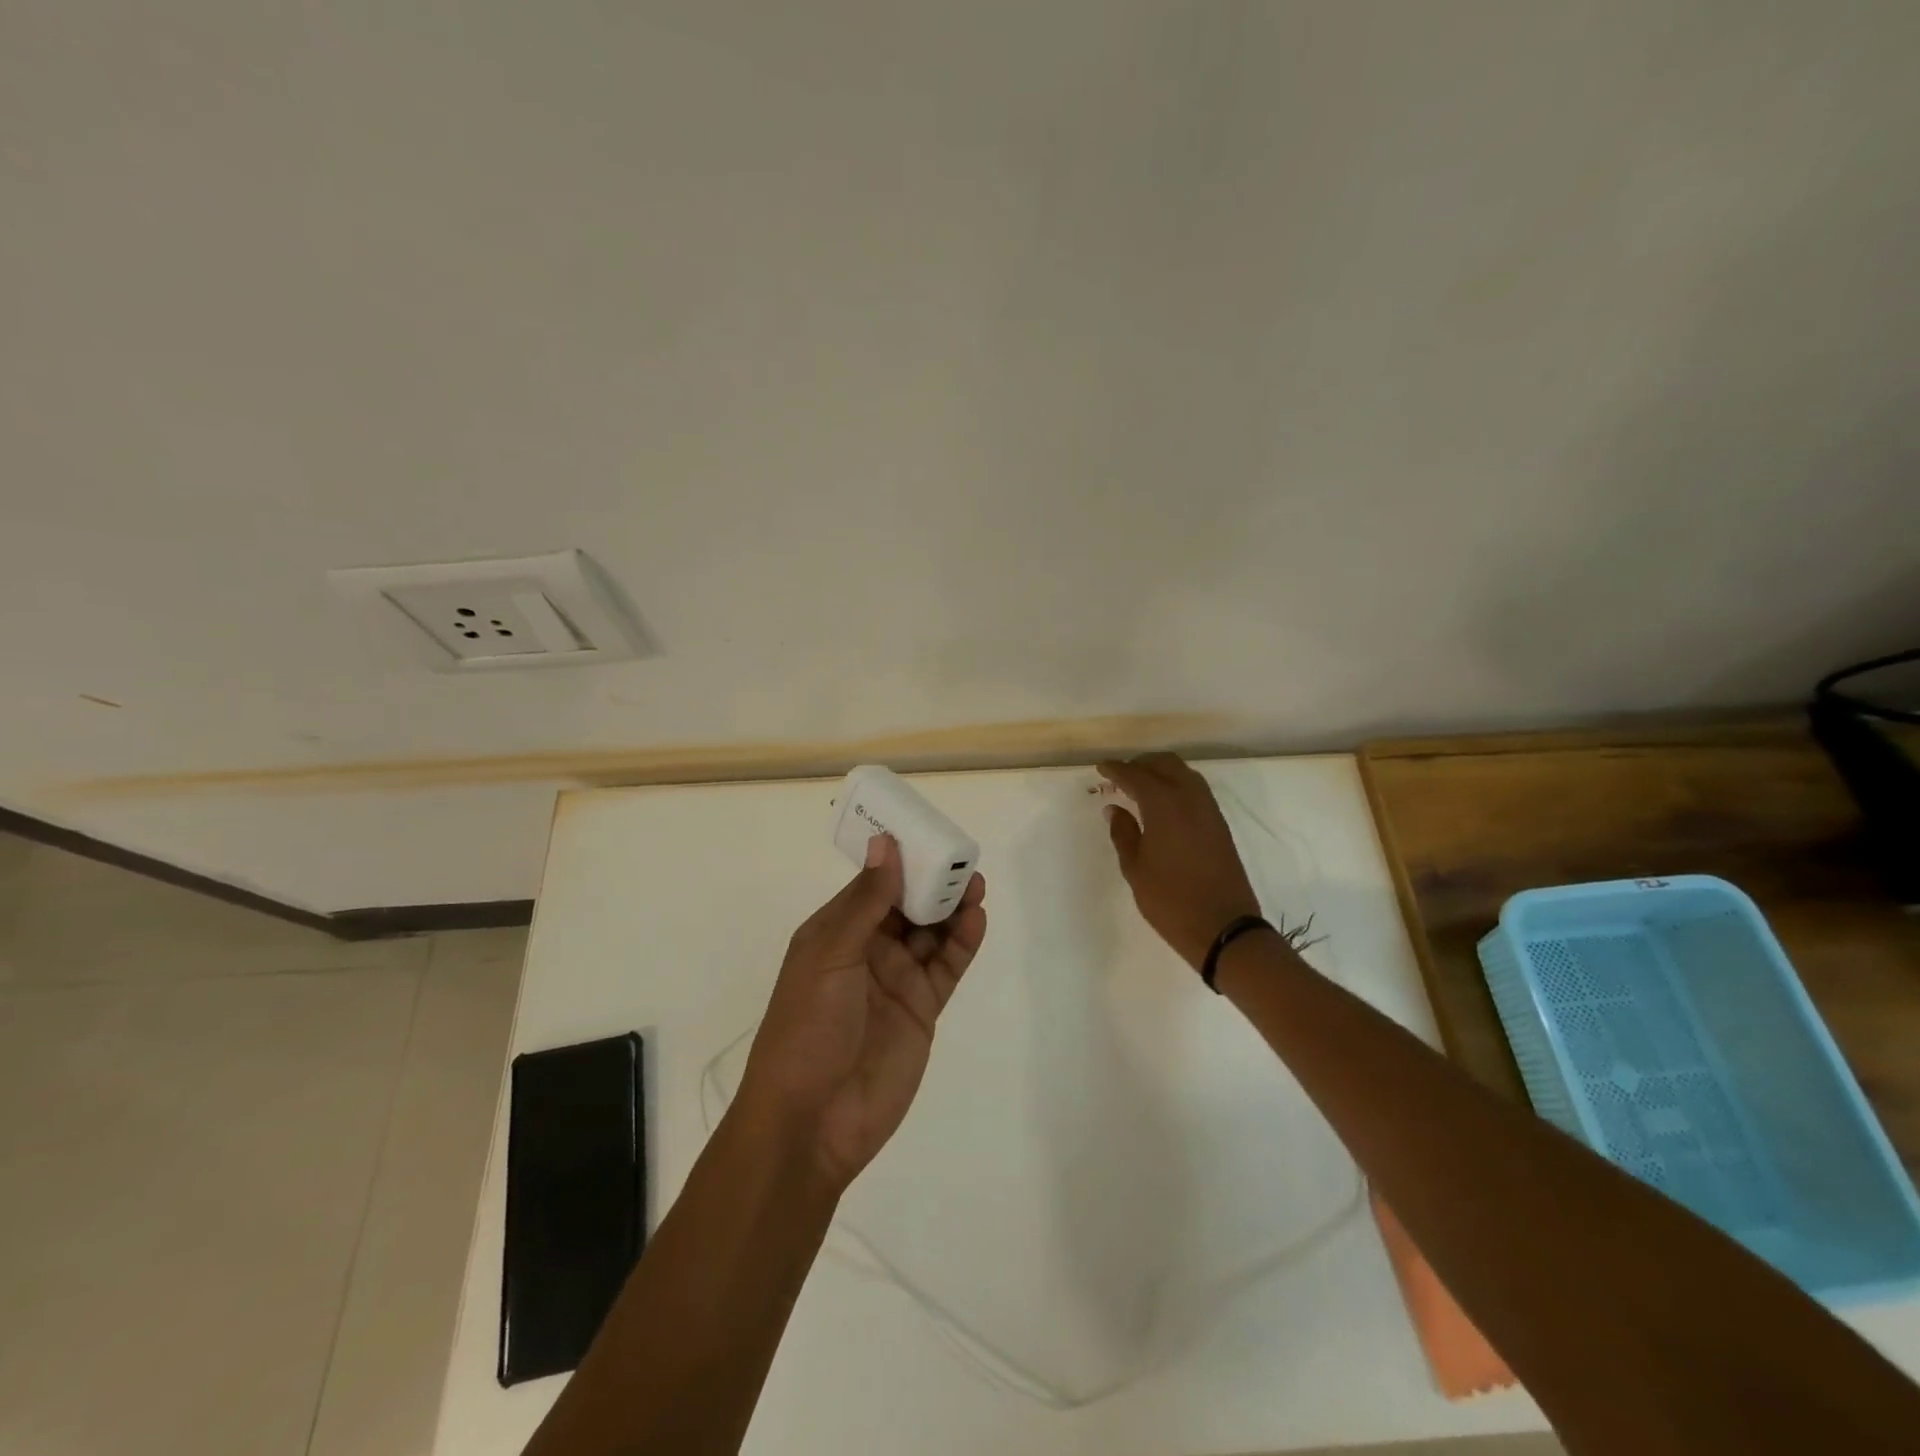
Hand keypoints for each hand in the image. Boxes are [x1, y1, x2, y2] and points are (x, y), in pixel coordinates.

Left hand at [737, 834, 986, 1189]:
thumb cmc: (807, 1028)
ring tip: (975, 884)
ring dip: (952, 907)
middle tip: (961, 858)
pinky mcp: (922, 1009)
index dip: (899, 859)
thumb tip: (885, 844)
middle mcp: (868, 951)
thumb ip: (865, 901)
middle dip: (932, 880)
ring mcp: (897, 981)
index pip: (873, 884)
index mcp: (835, 932)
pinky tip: (977, 920)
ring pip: (932, 933)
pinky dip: (963, 943)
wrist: (812, 1121)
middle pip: (907, 905)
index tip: (927, 832)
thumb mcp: (829, 955)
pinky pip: (947, 967)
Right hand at [1099, 752, 1261, 970]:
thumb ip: (1123, 833)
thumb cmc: (1170, 900)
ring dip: (1161, 771)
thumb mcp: (1136, 869)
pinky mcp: (1219, 824)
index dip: (1116, 770)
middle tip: (1120, 775)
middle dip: (1141, 764)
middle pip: (1165, 764)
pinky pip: (1196, 790)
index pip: (1136, 776)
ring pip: (1184, 773)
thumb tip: (1114, 809)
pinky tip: (1163, 803)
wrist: (1224, 927)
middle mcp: (1190, 799)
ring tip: (1140, 786)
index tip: (1100, 768)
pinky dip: (1176, 785)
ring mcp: (1209, 810)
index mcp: (1164, 805)